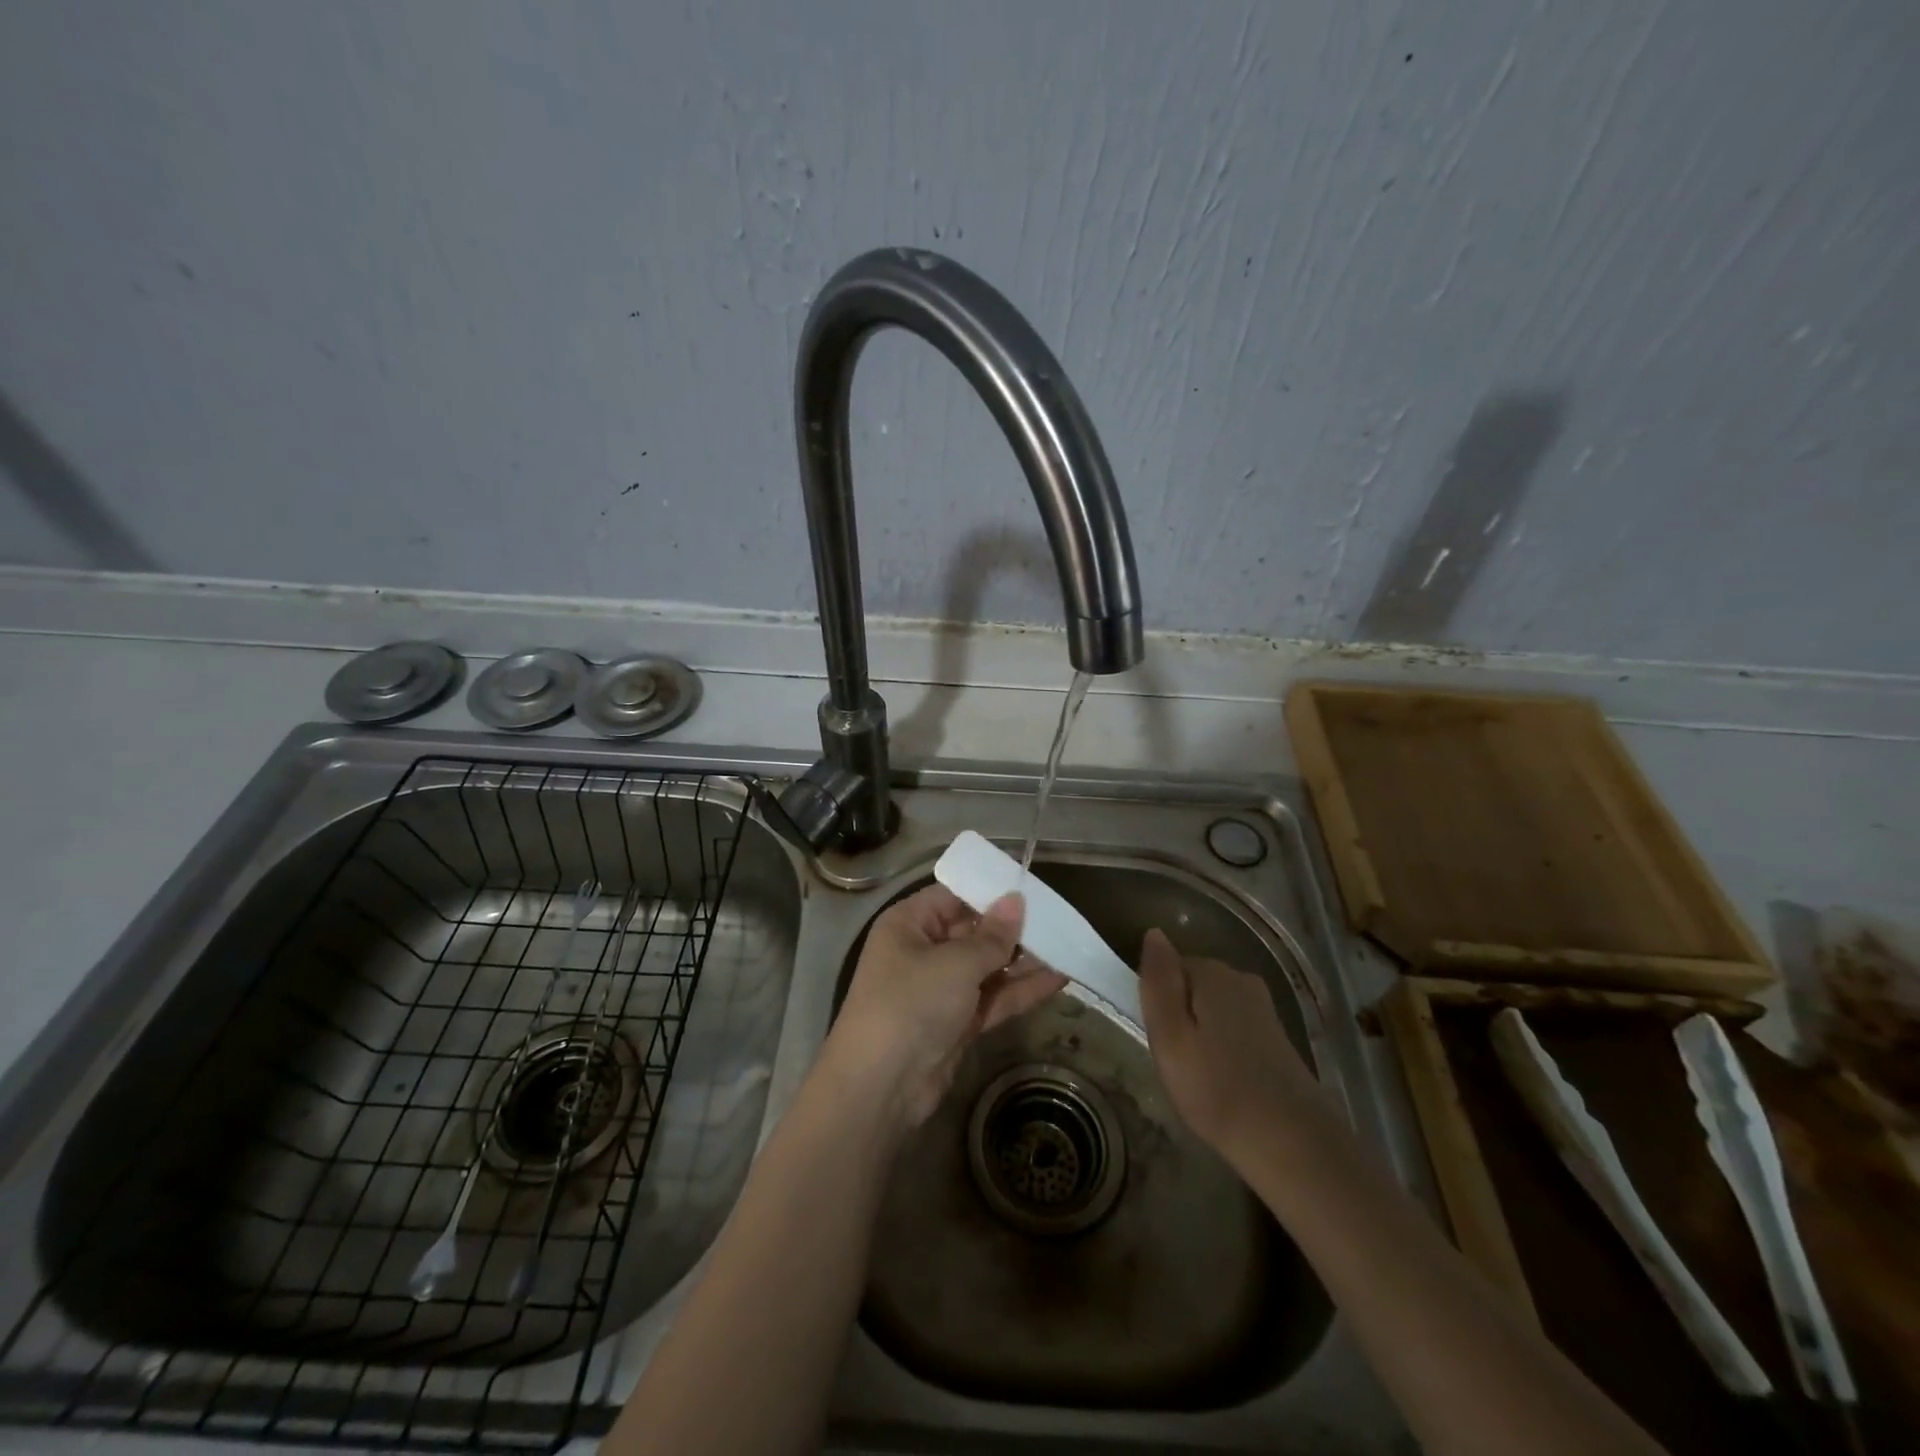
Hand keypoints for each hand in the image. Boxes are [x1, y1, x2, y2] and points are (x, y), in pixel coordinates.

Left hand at [823, 885, 1067, 1131]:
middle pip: (973, 931)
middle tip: (1059, 919)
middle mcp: (922, 950)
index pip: (953, 896)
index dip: (990, 892)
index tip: (1032, 888)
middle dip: (1013, 927)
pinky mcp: (957, 1022)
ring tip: (1068, 947)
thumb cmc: (912, 1004)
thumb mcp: (955, 963)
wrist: (881, 1088)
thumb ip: (992, 936)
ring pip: (988, 966)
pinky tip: (1059, 978)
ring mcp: (940, 989)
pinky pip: (993, 997)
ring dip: (1024, 960)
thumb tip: (1016, 900)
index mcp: (909, 924)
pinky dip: (1021, 990)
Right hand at [1137, 928, 1325, 1165]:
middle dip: (1180, 1016)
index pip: (1168, 968)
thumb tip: (1154, 933)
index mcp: (1212, 973)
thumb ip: (1158, 982)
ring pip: (1213, 1009)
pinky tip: (1224, 1080)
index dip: (1158, 1003)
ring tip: (1198, 1077)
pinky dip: (1223, 1048)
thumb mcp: (1170, 1036)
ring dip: (1201, 1034)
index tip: (1159, 1040)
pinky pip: (1234, 1029)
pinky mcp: (1278, 1037)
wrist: (1293, 1144)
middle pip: (1192, 986)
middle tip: (1174, 1062)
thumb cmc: (1217, 1089)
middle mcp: (1241, 980)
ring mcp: (1264, 1008)